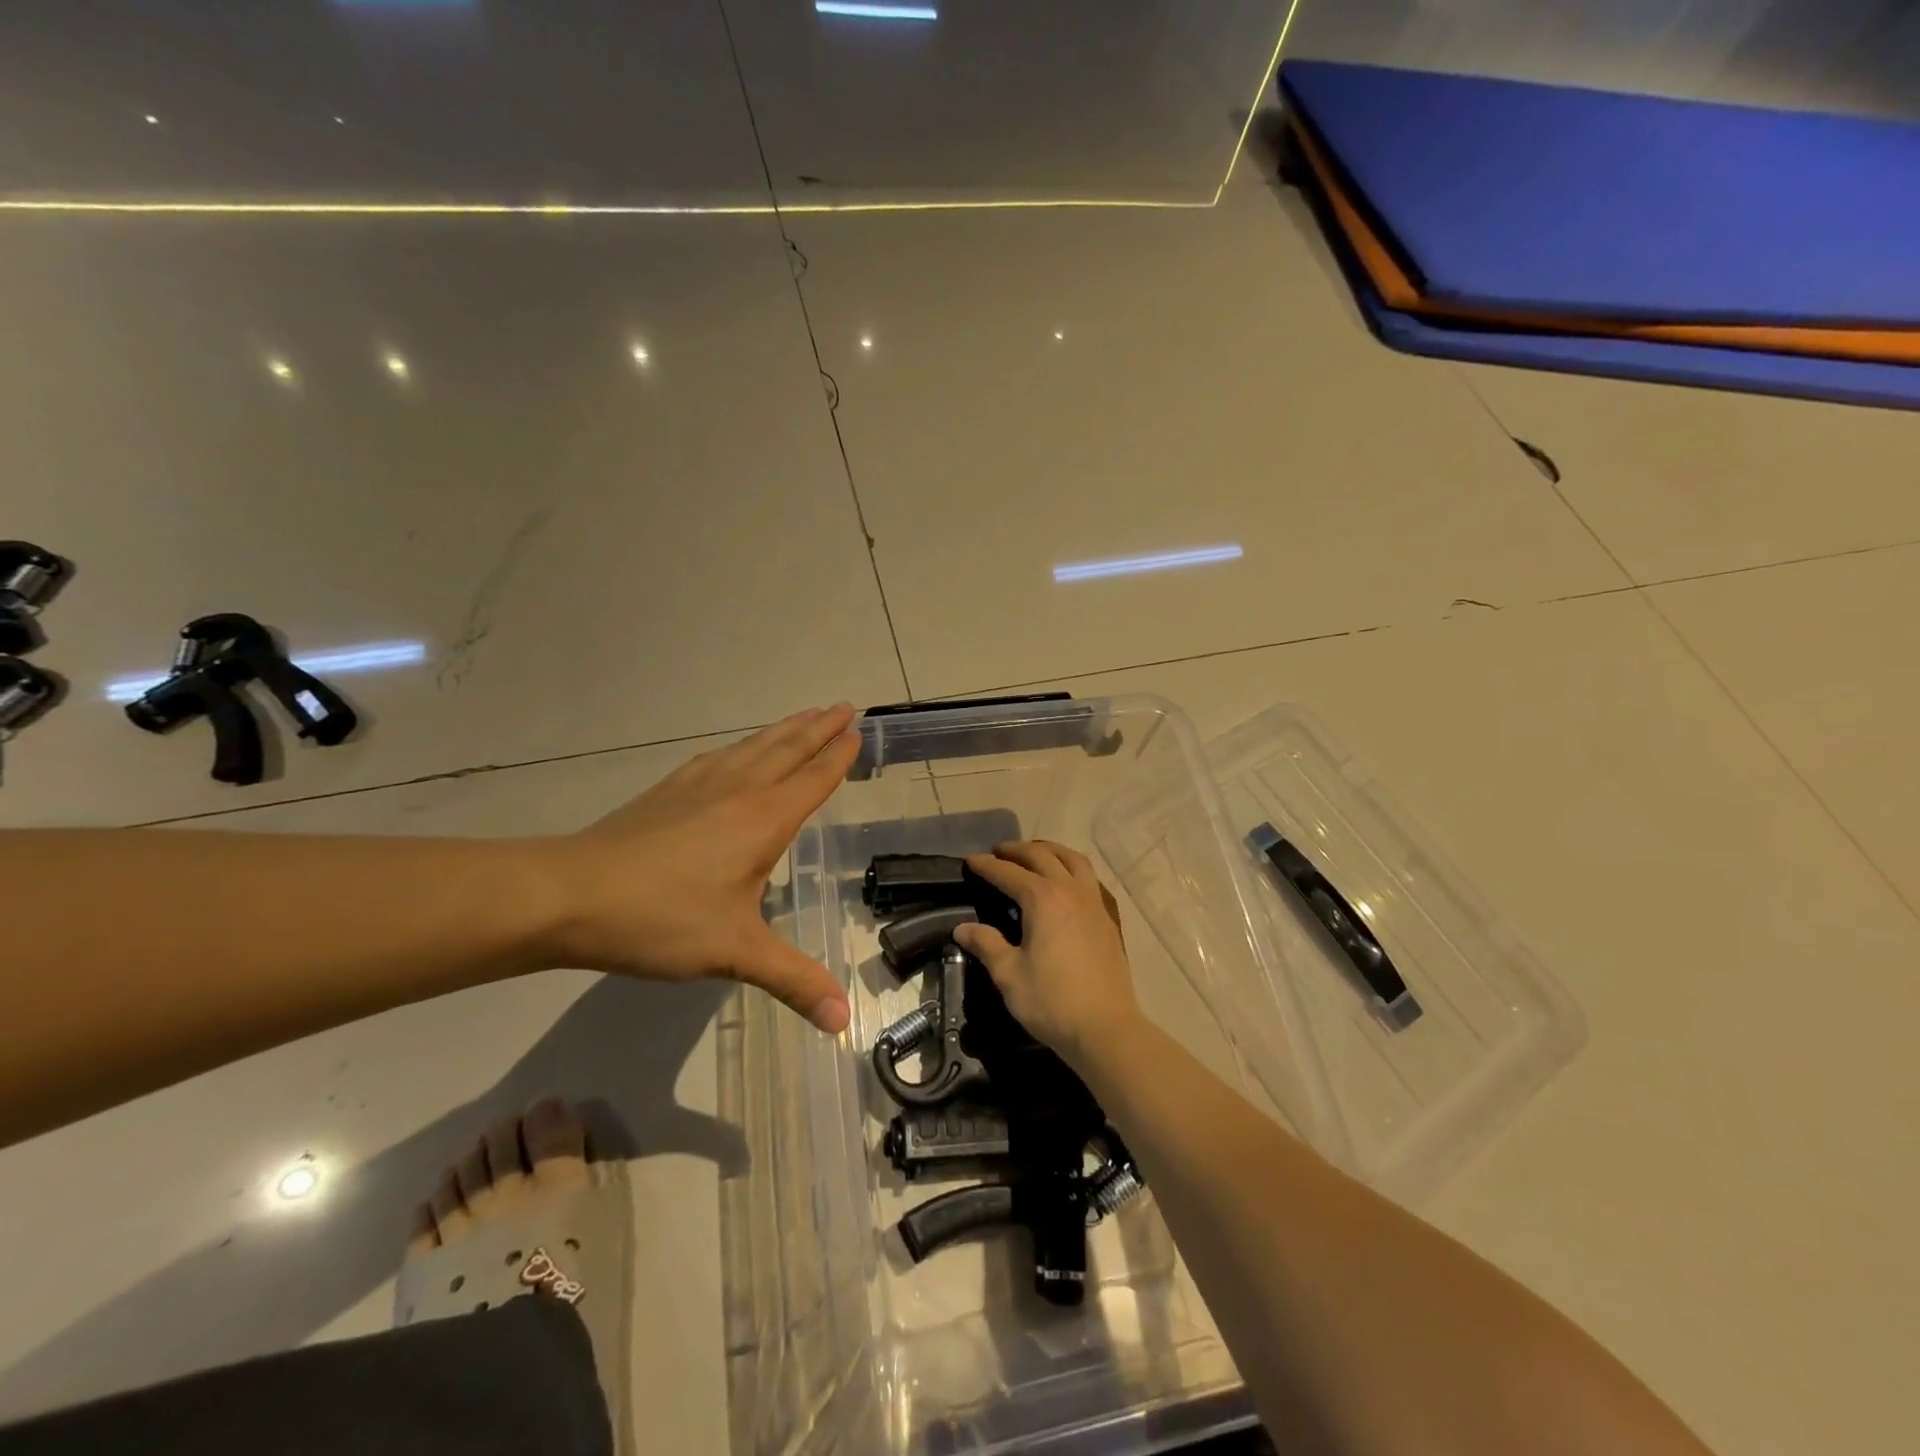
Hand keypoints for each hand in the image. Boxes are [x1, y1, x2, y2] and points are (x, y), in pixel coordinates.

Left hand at [549, 705, 858, 1032]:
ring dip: (784, 730)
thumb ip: (793, 981)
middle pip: (788, 749)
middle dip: (819, 728)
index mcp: (763, 819)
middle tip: (843, 706)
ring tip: (804, 715)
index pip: (813, 778)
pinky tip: (736, 751)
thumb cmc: (661, 918)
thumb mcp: (734, 953)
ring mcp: (699, 786)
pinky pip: (719, 756)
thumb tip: (844, 1022)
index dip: (838, 755)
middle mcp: (738, 790)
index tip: (858, 730)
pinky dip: (742, 746)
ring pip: (754, 747)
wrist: (569, 894)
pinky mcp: (667, 791)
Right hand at [954, 840, 1142, 1069]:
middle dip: (1017, 850)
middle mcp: (1070, 891)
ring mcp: (1094, 902)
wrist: (1105, 1028)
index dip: (987, 865)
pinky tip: (1067, 882)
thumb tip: (962, 929)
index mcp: (1043, 899)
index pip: (1008, 873)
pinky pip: (1090, 878)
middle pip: (1042, 856)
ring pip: (1073, 860)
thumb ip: (986, 944)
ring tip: (1034, 855)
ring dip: (1050, 851)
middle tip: (998, 852)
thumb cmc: (1052, 1001)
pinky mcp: (1108, 919)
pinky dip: (1073, 869)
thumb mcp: (1009, 974)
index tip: (970, 860)